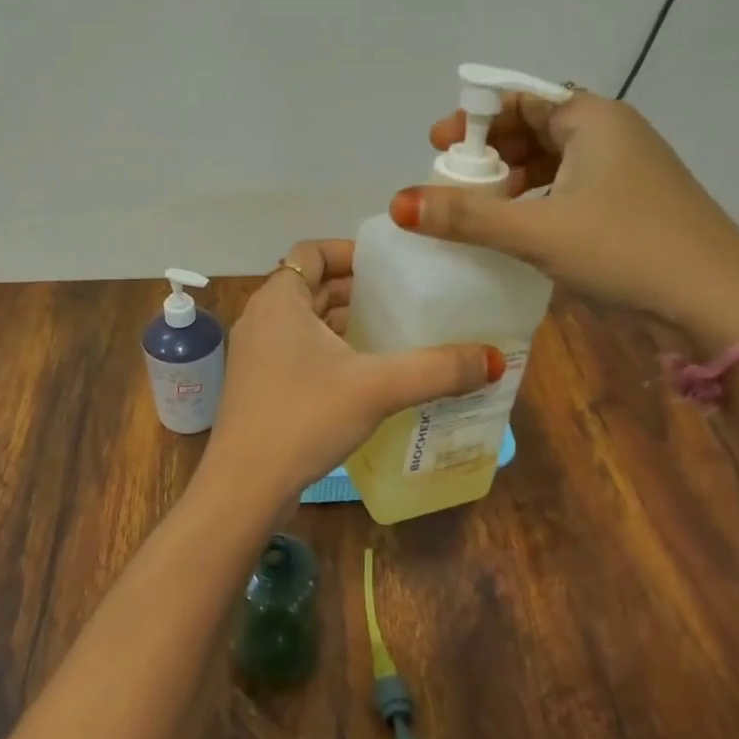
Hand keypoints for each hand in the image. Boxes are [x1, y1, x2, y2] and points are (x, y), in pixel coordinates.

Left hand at [206, 239, 503, 501]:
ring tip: (395, 332)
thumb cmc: (304, 418)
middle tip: (406, 298)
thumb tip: (494, 359)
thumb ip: (437, 370)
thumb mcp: (377, 388)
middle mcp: (262, 318)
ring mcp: (257, 354)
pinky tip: (367, 373)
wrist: (245, 487)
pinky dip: (332, 350)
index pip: (313, 252)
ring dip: (346, 322)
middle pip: (313, 286)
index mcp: (280, 300)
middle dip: (358, 289)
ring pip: (307, 321)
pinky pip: (300, 350)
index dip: (351, 251)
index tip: (391, 264)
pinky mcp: (260, 385)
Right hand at [391, 92, 738, 352]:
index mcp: (592, 119)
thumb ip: (466, 216)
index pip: (520, 98)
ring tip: (477, 208)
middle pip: (535, 126)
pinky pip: (570, 186)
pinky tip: (517, 228)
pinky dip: (537, 199)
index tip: (437, 146)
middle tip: (451, 180)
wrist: (718, 303)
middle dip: (490, 151)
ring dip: (511, 179)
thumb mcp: (537, 231)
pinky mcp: (631, 204)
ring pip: (553, 160)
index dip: (474, 118)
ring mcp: (626, 169)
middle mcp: (611, 133)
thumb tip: (399, 202)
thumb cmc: (626, 250)